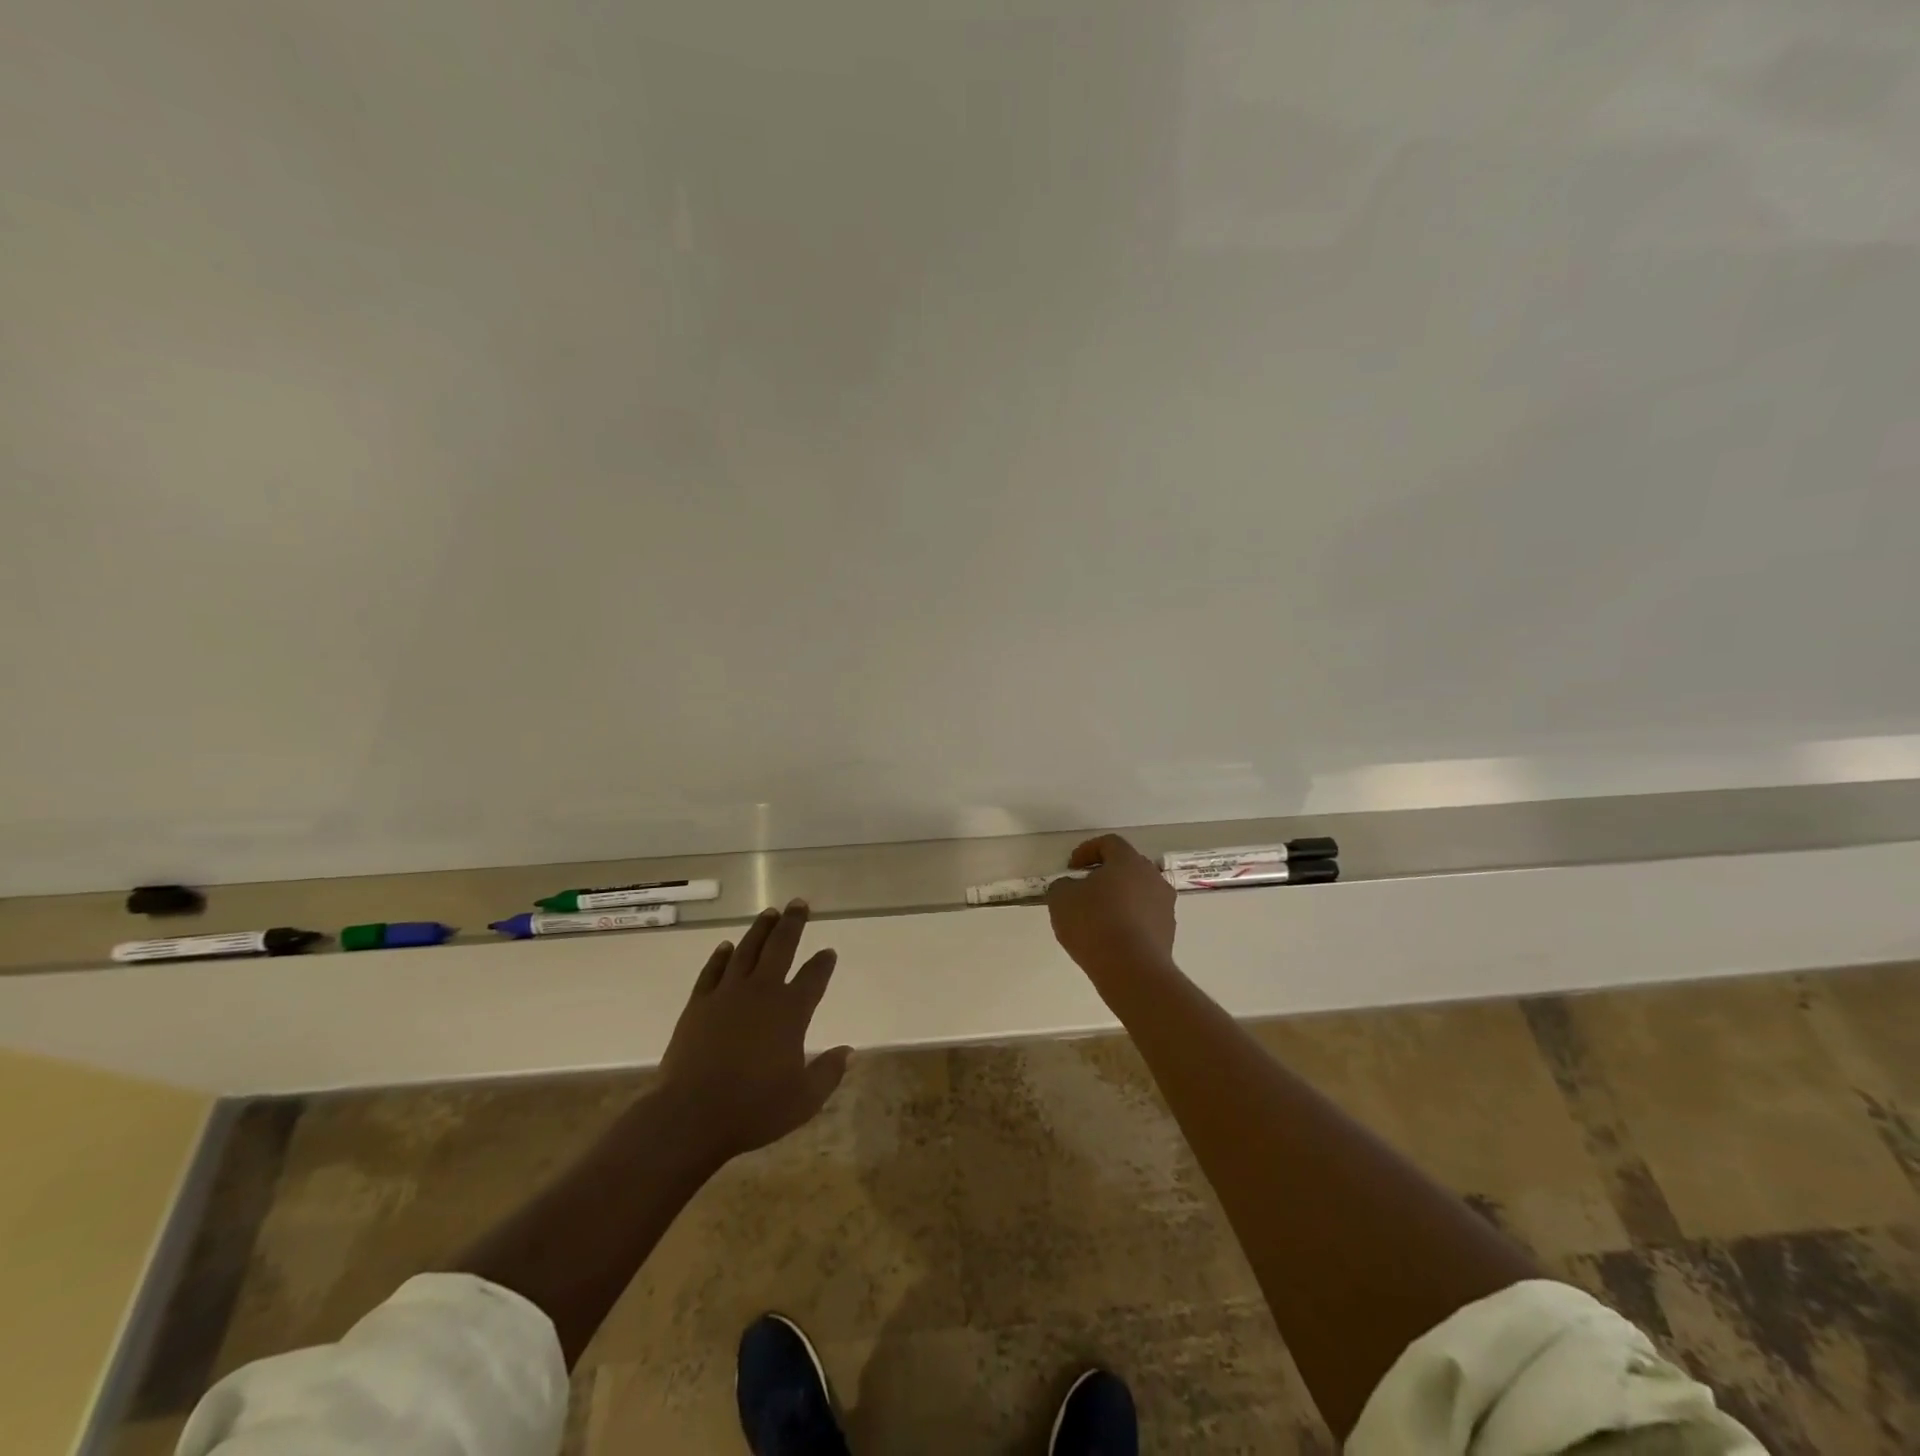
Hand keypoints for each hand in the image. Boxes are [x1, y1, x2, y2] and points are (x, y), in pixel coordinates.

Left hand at [657, 899, 851, 1165]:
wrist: (690, 1115)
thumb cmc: (753, 1109)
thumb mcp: (803, 1100)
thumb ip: (828, 1073)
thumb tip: (849, 1051)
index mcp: (791, 1012)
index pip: (814, 977)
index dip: (823, 963)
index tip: (829, 951)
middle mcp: (762, 993)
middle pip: (781, 947)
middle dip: (792, 923)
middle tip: (799, 903)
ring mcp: (727, 995)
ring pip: (746, 950)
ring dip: (759, 930)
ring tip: (769, 912)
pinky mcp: (698, 1004)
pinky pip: (712, 971)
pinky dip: (720, 956)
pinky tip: (726, 946)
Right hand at [1046, 834, 1176, 978]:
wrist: (1132, 970)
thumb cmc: (1094, 924)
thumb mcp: (1061, 899)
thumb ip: (1063, 885)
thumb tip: (1071, 886)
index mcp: (1128, 861)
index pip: (1109, 843)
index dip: (1087, 851)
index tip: (1072, 867)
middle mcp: (1152, 877)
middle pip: (1127, 866)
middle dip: (1105, 874)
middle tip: (1084, 889)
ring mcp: (1165, 905)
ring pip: (1139, 892)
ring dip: (1119, 898)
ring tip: (1098, 917)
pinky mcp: (1168, 932)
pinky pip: (1145, 917)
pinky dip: (1129, 920)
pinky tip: (1112, 937)